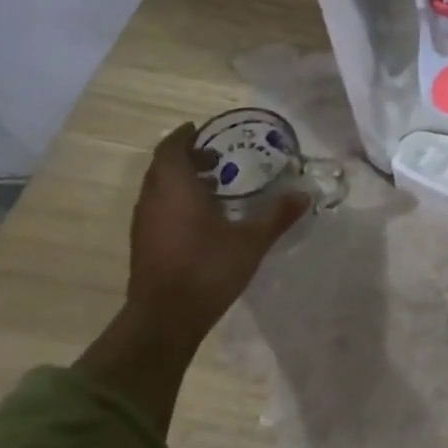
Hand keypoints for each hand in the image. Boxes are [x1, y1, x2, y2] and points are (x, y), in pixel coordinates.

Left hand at [121, 121, 309, 345]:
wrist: (165, 317)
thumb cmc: (207, 269)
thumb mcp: (251, 241)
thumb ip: (277, 216)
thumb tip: (304, 195)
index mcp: (175, 187)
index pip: (172, 148)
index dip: (185, 136)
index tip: (201, 130)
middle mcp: (154, 198)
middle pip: (164, 166)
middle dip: (187, 158)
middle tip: (217, 160)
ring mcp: (144, 222)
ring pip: (159, 188)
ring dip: (181, 181)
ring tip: (214, 188)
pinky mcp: (143, 243)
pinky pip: (158, 207)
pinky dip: (176, 201)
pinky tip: (202, 219)